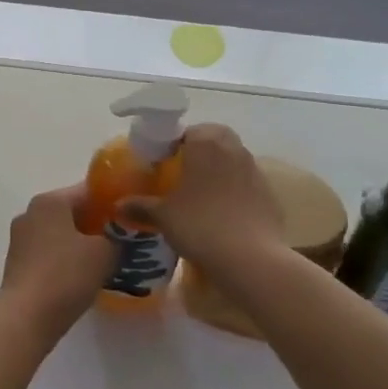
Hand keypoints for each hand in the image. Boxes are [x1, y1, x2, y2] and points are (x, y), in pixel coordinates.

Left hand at [0, 185, 116, 331]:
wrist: (27, 316)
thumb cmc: (66, 275)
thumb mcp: (104, 253)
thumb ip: (118, 237)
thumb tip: (121, 235)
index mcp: (49, 201)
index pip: (88, 191)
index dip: (113, 202)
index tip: (132, 216)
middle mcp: (30, 213)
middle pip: (72, 211)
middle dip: (97, 224)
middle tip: (124, 239)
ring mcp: (20, 238)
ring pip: (60, 233)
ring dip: (82, 243)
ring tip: (108, 259)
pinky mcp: (17, 263)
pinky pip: (49, 252)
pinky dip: (67, 258)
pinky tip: (84, 275)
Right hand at [121, 124, 283, 266]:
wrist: (250, 257)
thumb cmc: (199, 225)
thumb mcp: (163, 216)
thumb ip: (140, 205)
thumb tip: (118, 205)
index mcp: (205, 144)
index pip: (187, 131)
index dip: (173, 144)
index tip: (162, 162)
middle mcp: (233, 149)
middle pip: (215, 138)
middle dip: (200, 149)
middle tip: (181, 171)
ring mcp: (255, 171)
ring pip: (234, 158)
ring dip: (219, 167)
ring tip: (201, 192)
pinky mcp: (269, 194)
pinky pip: (247, 182)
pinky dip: (235, 189)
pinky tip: (223, 212)